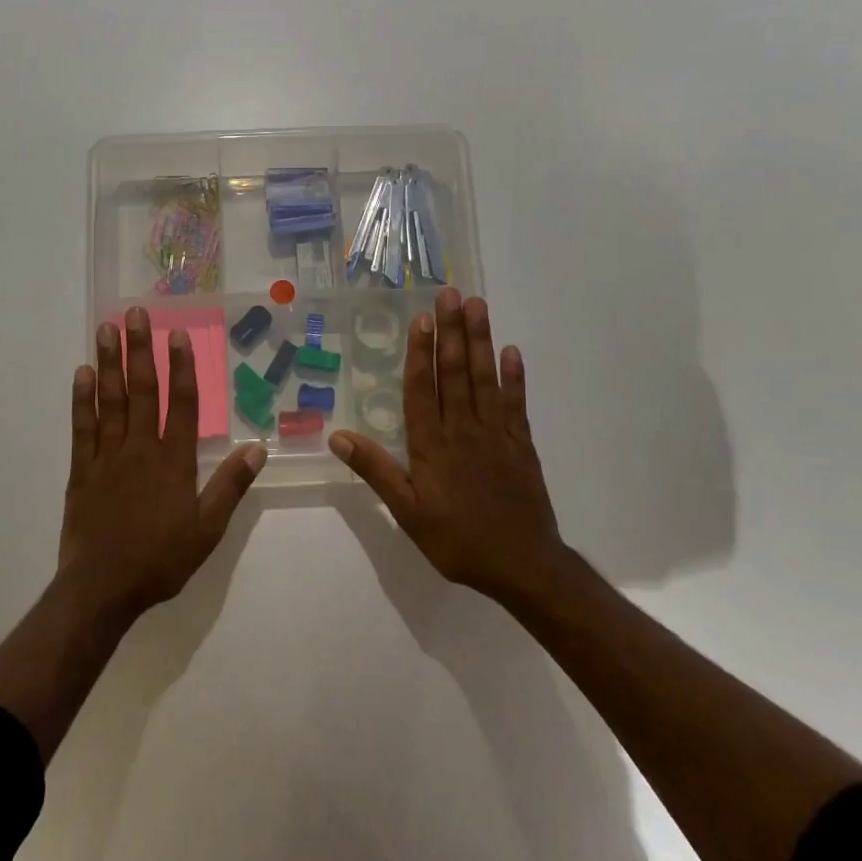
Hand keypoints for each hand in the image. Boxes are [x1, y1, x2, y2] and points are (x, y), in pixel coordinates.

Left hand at [60, 307, 265, 626]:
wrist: (102, 589)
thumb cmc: (160, 559)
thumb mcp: (207, 530)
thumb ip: (231, 486)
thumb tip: (257, 448)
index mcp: (173, 461)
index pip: (180, 403)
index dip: (181, 366)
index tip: (177, 334)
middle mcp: (140, 448)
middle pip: (142, 390)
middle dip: (140, 350)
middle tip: (135, 314)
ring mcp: (108, 456)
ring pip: (110, 400)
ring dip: (109, 362)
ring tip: (106, 329)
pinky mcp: (82, 469)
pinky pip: (83, 427)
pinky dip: (82, 399)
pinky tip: (81, 374)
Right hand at [329, 290, 568, 612]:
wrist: (523, 566)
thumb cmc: (458, 540)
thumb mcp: (407, 513)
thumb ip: (376, 470)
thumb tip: (337, 436)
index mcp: (432, 445)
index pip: (423, 388)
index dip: (421, 352)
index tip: (422, 319)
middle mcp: (463, 429)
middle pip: (455, 373)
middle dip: (451, 331)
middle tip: (450, 294)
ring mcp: (496, 434)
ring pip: (485, 379)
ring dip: (480, 341)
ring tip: (478, 306)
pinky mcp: (522, 444)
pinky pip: (517, 404)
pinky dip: (514, 377)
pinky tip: (510, 351)